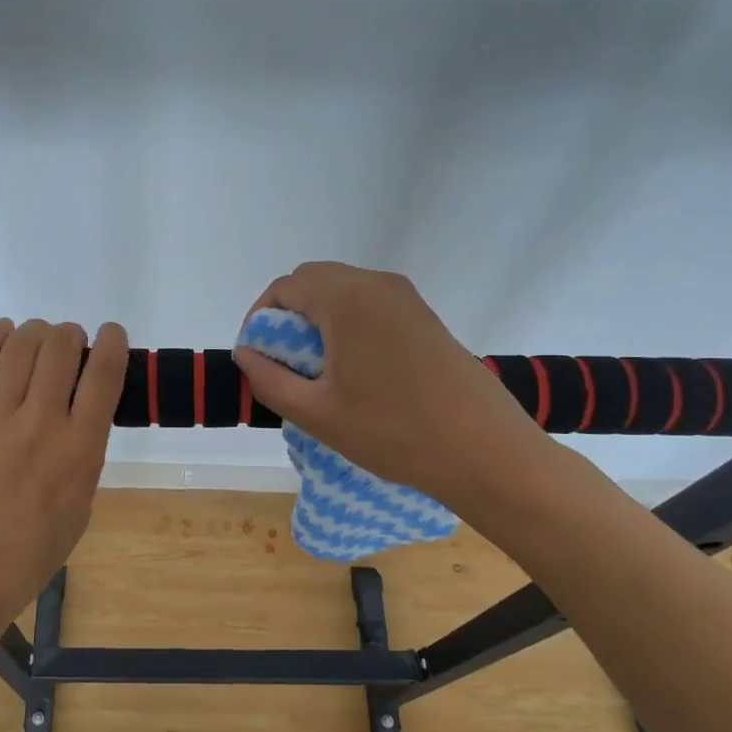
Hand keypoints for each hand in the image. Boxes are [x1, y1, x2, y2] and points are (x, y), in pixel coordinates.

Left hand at [0, 317, 128, 635]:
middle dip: (71, 335)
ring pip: (20, 347)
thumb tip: (81, 408)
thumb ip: (84, 451)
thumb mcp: (81, 502)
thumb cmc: (32, 550)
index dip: (113, 342)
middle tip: (69, 343)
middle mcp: (40, 424)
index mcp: (79, 449)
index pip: (104, 374)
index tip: (112, 334)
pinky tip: (3, 332)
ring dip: (36, 332)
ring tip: (37, 337)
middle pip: (61, 349)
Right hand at [232, 262, 551, 507]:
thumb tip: (246, 353)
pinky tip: (354, 369)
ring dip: (318, 318)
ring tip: (316, 370)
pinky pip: (370, 304)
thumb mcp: (316, 414)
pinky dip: (347, 323)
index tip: (256, 357)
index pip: (284, 288)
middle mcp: (376, 284)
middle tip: (281, 363)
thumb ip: (269, 379)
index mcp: (346, 299)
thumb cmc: (393, 432)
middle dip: (287, 315)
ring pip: (343, 290)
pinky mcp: (425, 317)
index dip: (259, 318)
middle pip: (314, 280)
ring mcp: (406, 298)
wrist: (485, 451)